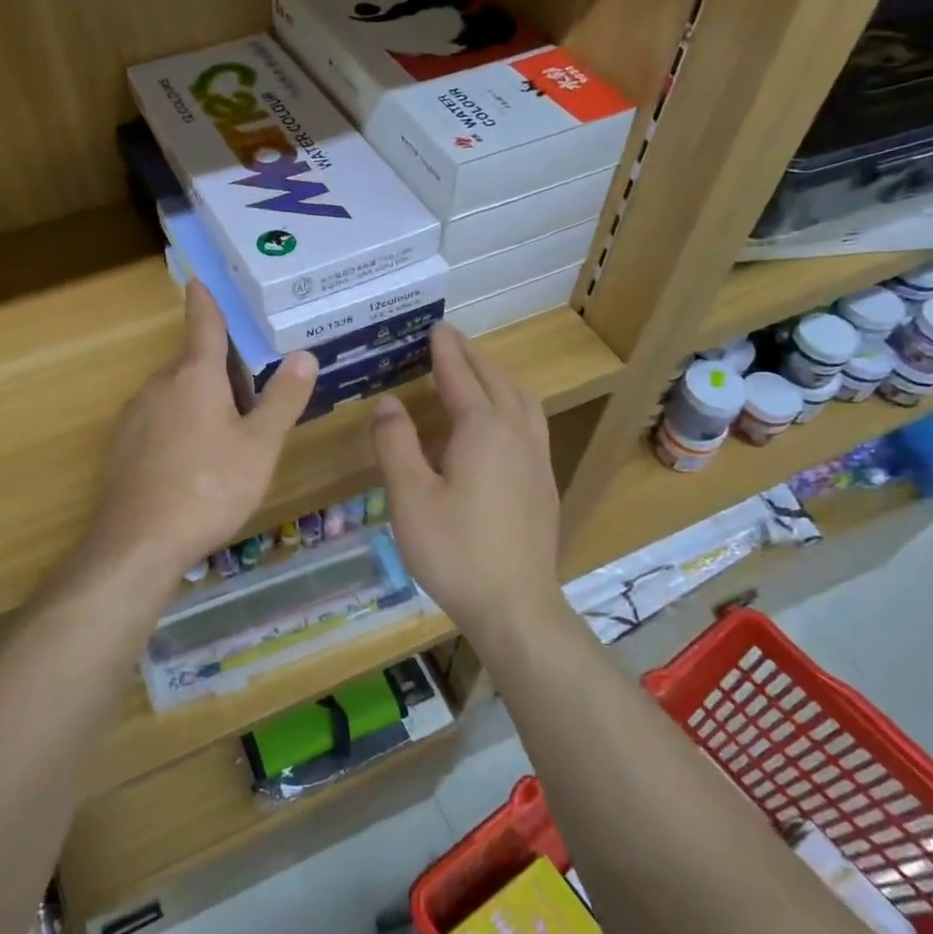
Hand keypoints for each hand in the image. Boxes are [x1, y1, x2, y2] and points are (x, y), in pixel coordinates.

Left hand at [84, 281, 316, 581]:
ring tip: (227, 436)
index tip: (199, 279)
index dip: (205, 301)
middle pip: (192, 364)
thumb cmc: (208, 488)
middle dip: (218, 370)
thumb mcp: (259, 446)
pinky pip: (158, 421)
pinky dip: (178, 426)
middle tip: (250, 393)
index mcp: (195, 377)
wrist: (137, 544)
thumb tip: (304, 355)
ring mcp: (135, 416)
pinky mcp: (122, 446)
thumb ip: (282, 399)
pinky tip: (192, 463)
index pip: (203, 325)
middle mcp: (159, 385)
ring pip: (175, 394)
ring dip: (199, 401)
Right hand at [371, 323, 560, 639]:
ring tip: (477, 371)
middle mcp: (516, 433)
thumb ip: (396, 443)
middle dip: (471, 356)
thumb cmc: (455, 550)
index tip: (435, 327)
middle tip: (450, 339)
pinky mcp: (544, 483)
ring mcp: (537, 458)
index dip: (445, 351)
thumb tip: (389, 402)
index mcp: (483, 429)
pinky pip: (530, 422)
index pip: (461, 376)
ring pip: (521, 400)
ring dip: (497, 377)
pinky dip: (512, 402)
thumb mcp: (410, 496)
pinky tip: (501, 423)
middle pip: (496, 380)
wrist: (516, 606)